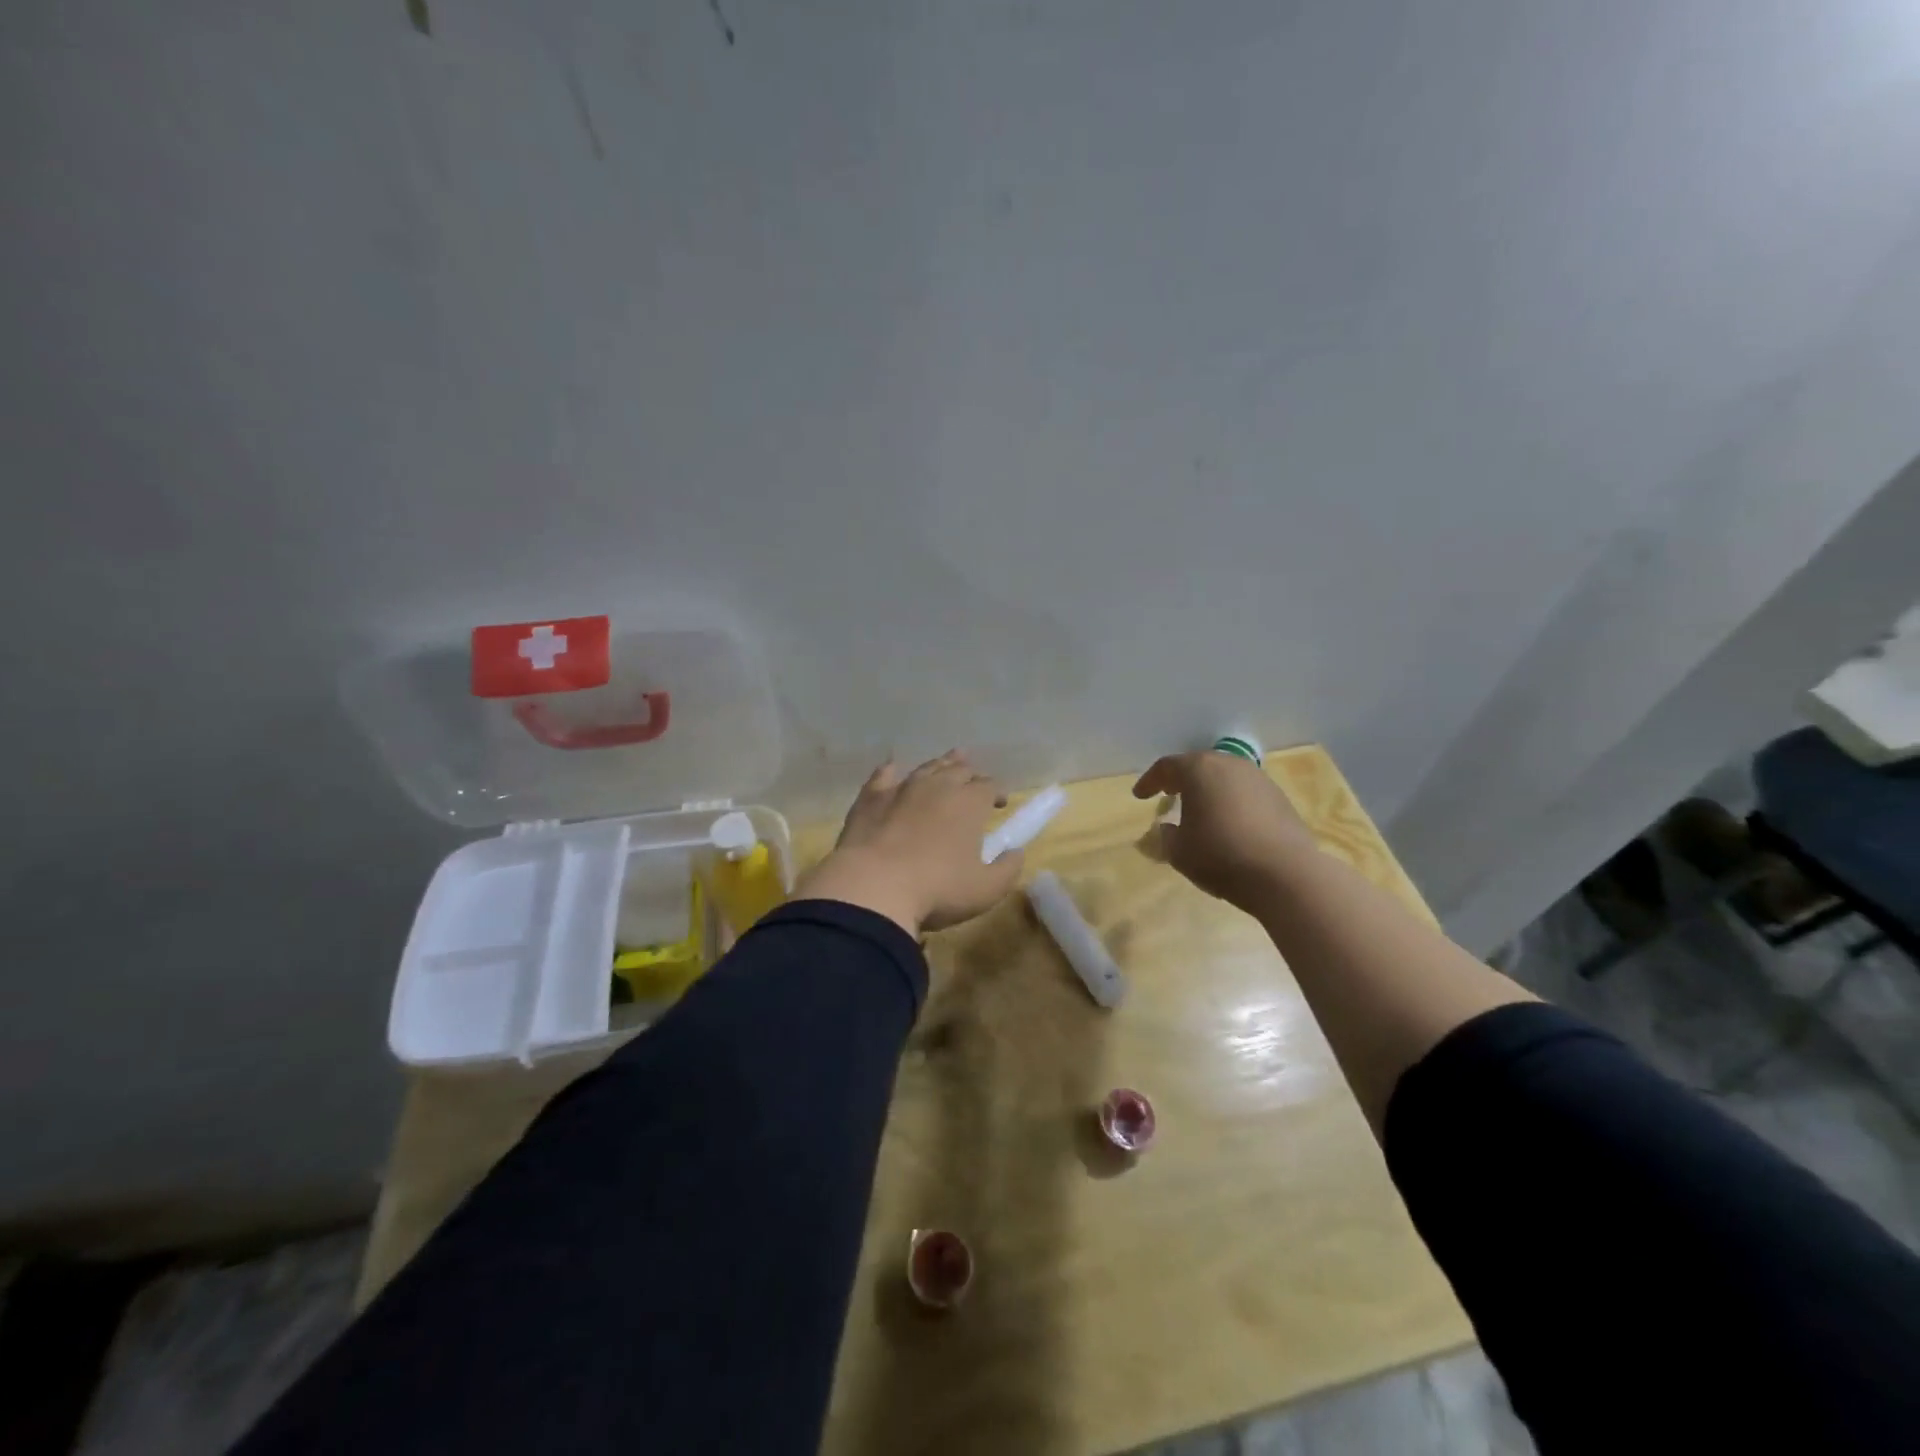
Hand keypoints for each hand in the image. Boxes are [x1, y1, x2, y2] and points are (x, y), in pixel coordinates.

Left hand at [796, 751, 1024, 935]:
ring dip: (940, 764)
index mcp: (969, 803)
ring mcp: (902, 788)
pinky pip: (883, 776)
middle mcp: (938, 786)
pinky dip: (892, 771)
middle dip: (970, 774)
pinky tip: (893, 769)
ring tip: (947, 762)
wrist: (873, 886)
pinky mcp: (870, 798)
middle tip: (974, 783)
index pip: (989, 786)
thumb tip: (1017, 852)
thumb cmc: (937, 889)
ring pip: (926, 768)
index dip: (997, 792)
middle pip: (959, 770)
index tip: (999, 803)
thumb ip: (1007, 869)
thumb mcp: (986, 889)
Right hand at [1132, 751, 1316, 909]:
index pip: (1167, 767)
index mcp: (1199, 770)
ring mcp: (1259, 779)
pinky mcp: (1280, 798)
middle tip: (1169, 794)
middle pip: (1199, 765)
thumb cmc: (1220, 855)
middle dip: (1181, 780)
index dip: (1150, 781)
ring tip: (1200, 810)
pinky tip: (1230, 824)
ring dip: (1209, 790)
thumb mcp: (1179, 851)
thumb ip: (1165, 836)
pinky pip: (1245, 793)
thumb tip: (1166, 829)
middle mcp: (1229, 765)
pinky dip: (1231, 802)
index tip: (1140, 796)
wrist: (1285, 874)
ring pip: (1225, 777)